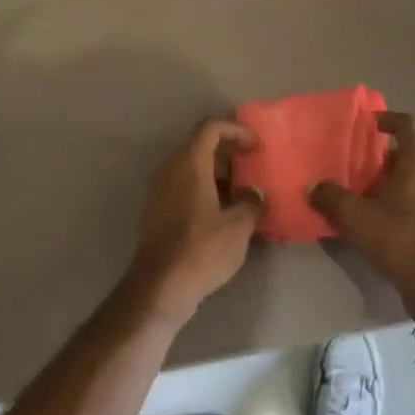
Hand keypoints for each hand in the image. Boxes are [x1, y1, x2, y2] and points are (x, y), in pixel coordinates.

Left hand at [126, 117, 262, 326]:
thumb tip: (254, 194)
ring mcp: (160, 189)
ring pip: (193, 169)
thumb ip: (251, 202)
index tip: (257, 147)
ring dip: (219, 176)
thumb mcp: (238, 225)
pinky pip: (184, 188)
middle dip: (230, 154)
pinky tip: (225, 215)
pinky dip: (206, 191)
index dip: (237, 130)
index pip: (211, 127)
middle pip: (201, 146)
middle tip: (254, 169)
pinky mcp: (157, 210)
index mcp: (189, 162)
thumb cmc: (202, 248)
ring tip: (245, 195)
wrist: (160, 286)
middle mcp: (170, 168)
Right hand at [309, 110, 414, 319]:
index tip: (369, 124)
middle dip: (382, 159)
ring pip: (414, 180)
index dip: (388, 120)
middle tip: (357, 167)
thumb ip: (331, 197)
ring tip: (363, 195)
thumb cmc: (397, 236)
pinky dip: (400, 203)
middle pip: (409, 155)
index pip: (407, 126)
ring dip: (390, 183)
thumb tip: (313, 187)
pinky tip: (378, 220)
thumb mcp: (355, 216)